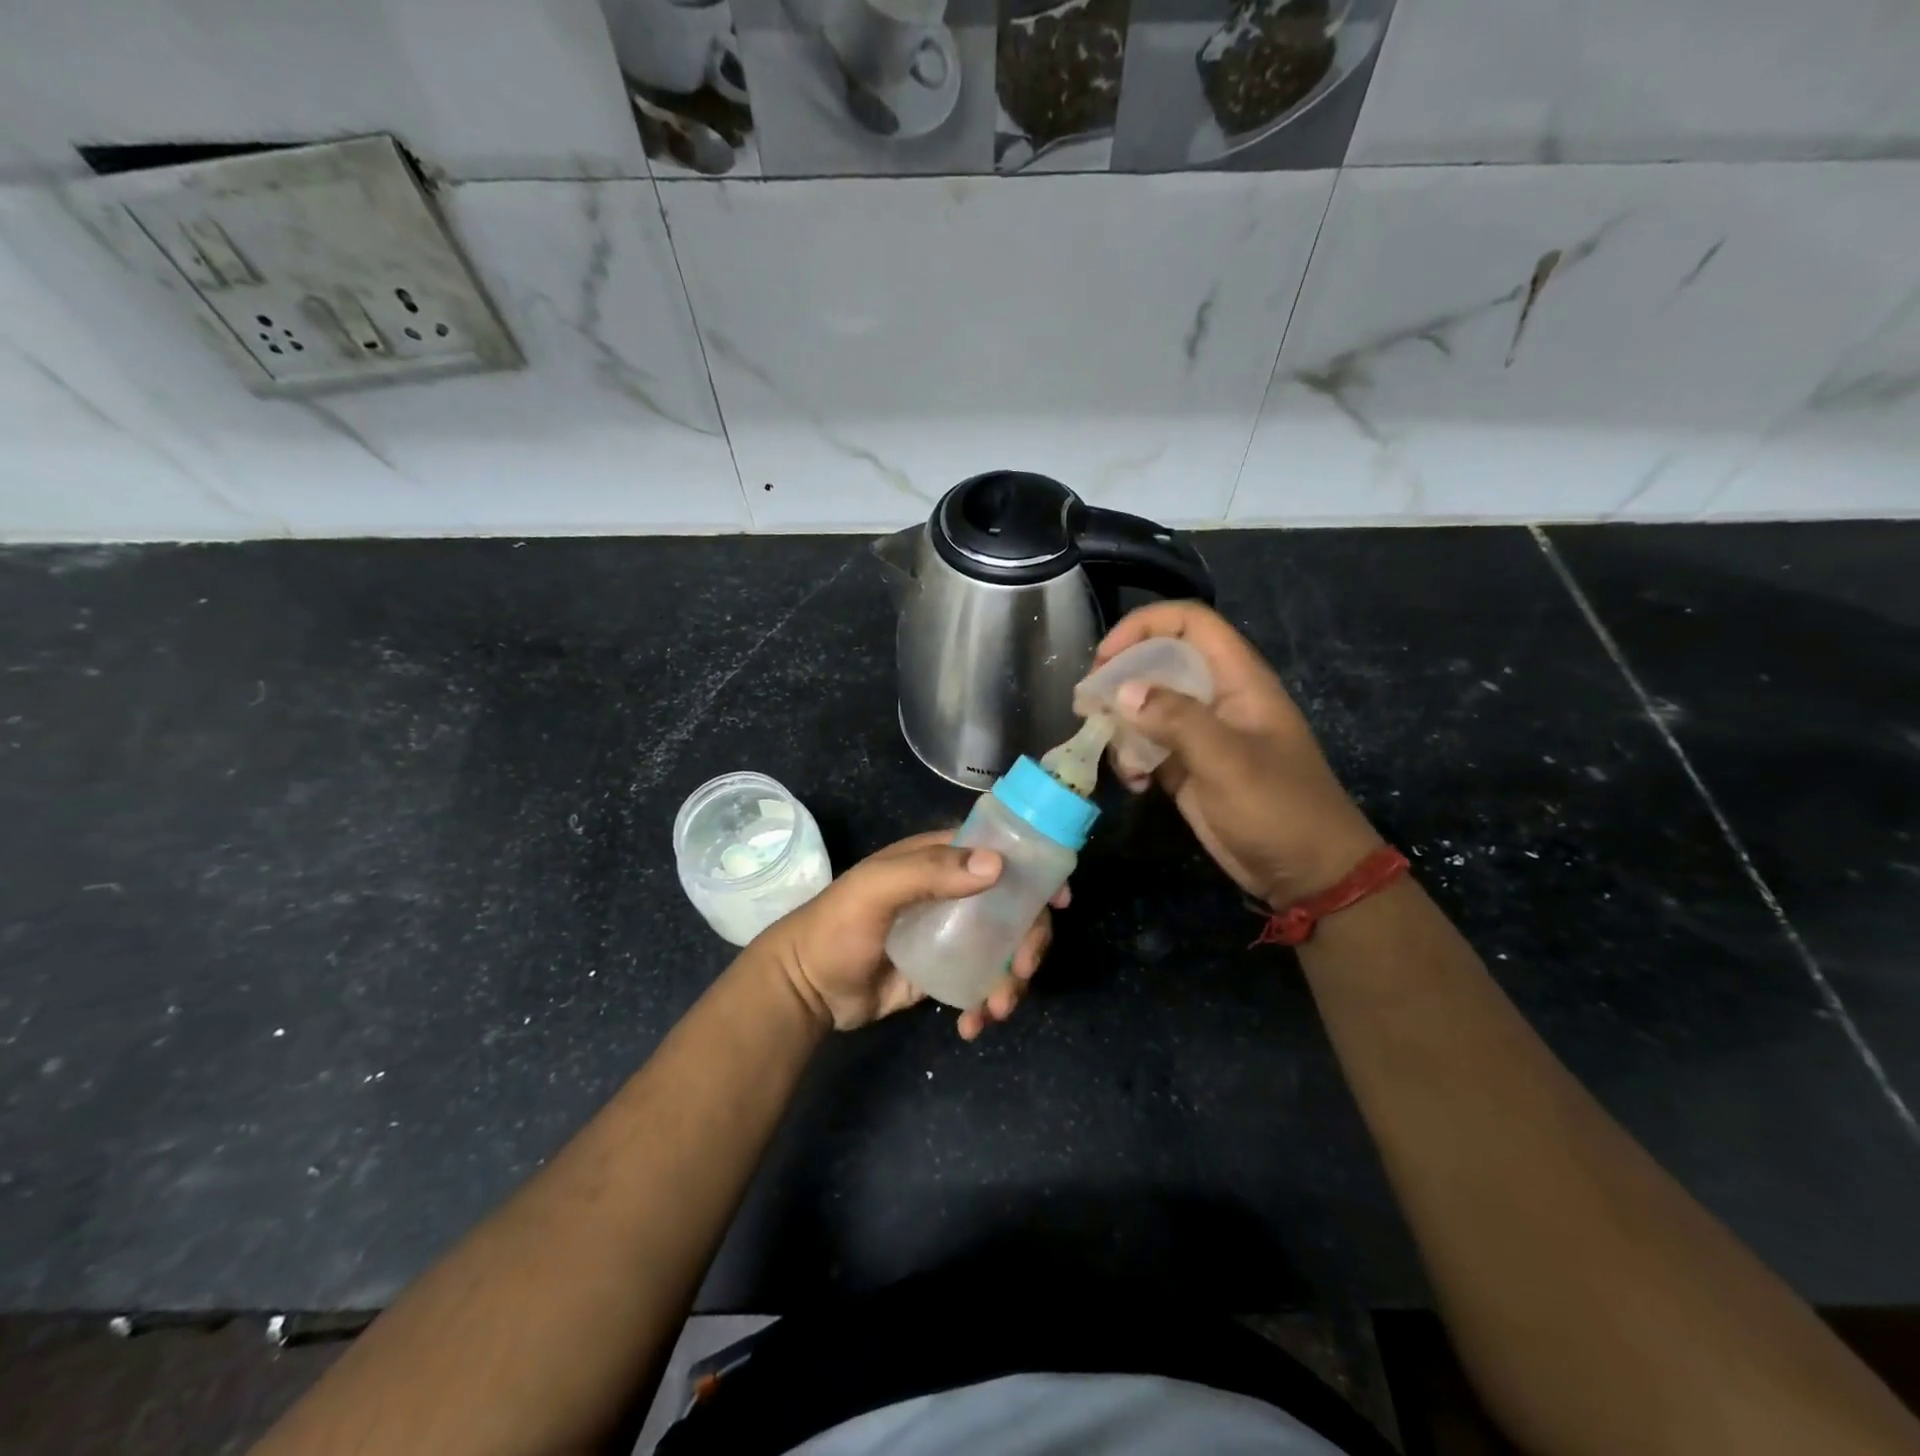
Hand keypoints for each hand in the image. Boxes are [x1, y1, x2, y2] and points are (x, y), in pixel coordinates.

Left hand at [761, 831, 1067, 1038]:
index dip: (1033, 870)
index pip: (998, 853)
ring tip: (996, 1009)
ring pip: (1006, 948)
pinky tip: (972, 1025)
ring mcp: (953, 935)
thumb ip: (931, 872)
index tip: (1057, 900)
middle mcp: (953, 892)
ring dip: (1013, 979)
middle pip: (1013, 907)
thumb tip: (996, 866)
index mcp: (940, 861)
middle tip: (1024, 969)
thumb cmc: (838, 926)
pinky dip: (988, 1002)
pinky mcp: (946, 972)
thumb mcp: (877, 889)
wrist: (807, 988)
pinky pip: (984, 982)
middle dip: (1030, 939)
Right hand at [1090, 602, 1382, 903]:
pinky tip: (1135, 783)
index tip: (1105, 657)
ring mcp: (1200, 734)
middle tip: (1088, 703)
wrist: (1306, 874)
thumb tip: (1122, 691)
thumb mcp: (1228, 761)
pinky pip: (1147, 748)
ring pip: (1147, 706)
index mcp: (1238, 680)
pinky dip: (1132, 759)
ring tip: (1105, 746)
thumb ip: (1177, 720)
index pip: (1190, 624)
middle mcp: (1216, 698)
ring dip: (1121, 723)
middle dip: (1121, 677)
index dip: (1145, 626)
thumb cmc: (1278, 809)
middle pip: (1159, 661)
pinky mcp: (1187, 768)